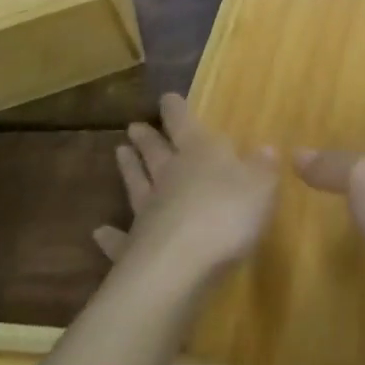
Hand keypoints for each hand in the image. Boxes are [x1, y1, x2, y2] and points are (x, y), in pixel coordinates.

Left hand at [95, 93, 279, 289]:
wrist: (181, 266)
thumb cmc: (227, 215)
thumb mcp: (261, 187)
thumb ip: (262, 168)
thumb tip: (265, 149)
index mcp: (199, 153)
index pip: (184, 123)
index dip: (176, 110)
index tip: (166, 97)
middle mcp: (169, 176)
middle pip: (156, 151)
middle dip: (147, 138)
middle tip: (133, 126)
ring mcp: (148, 212)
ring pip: (137, 184)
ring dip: (129, 169)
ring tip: (118, 152)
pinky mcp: (133, 248)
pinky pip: (120, 239)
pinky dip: (110, 235)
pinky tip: (99, 232)